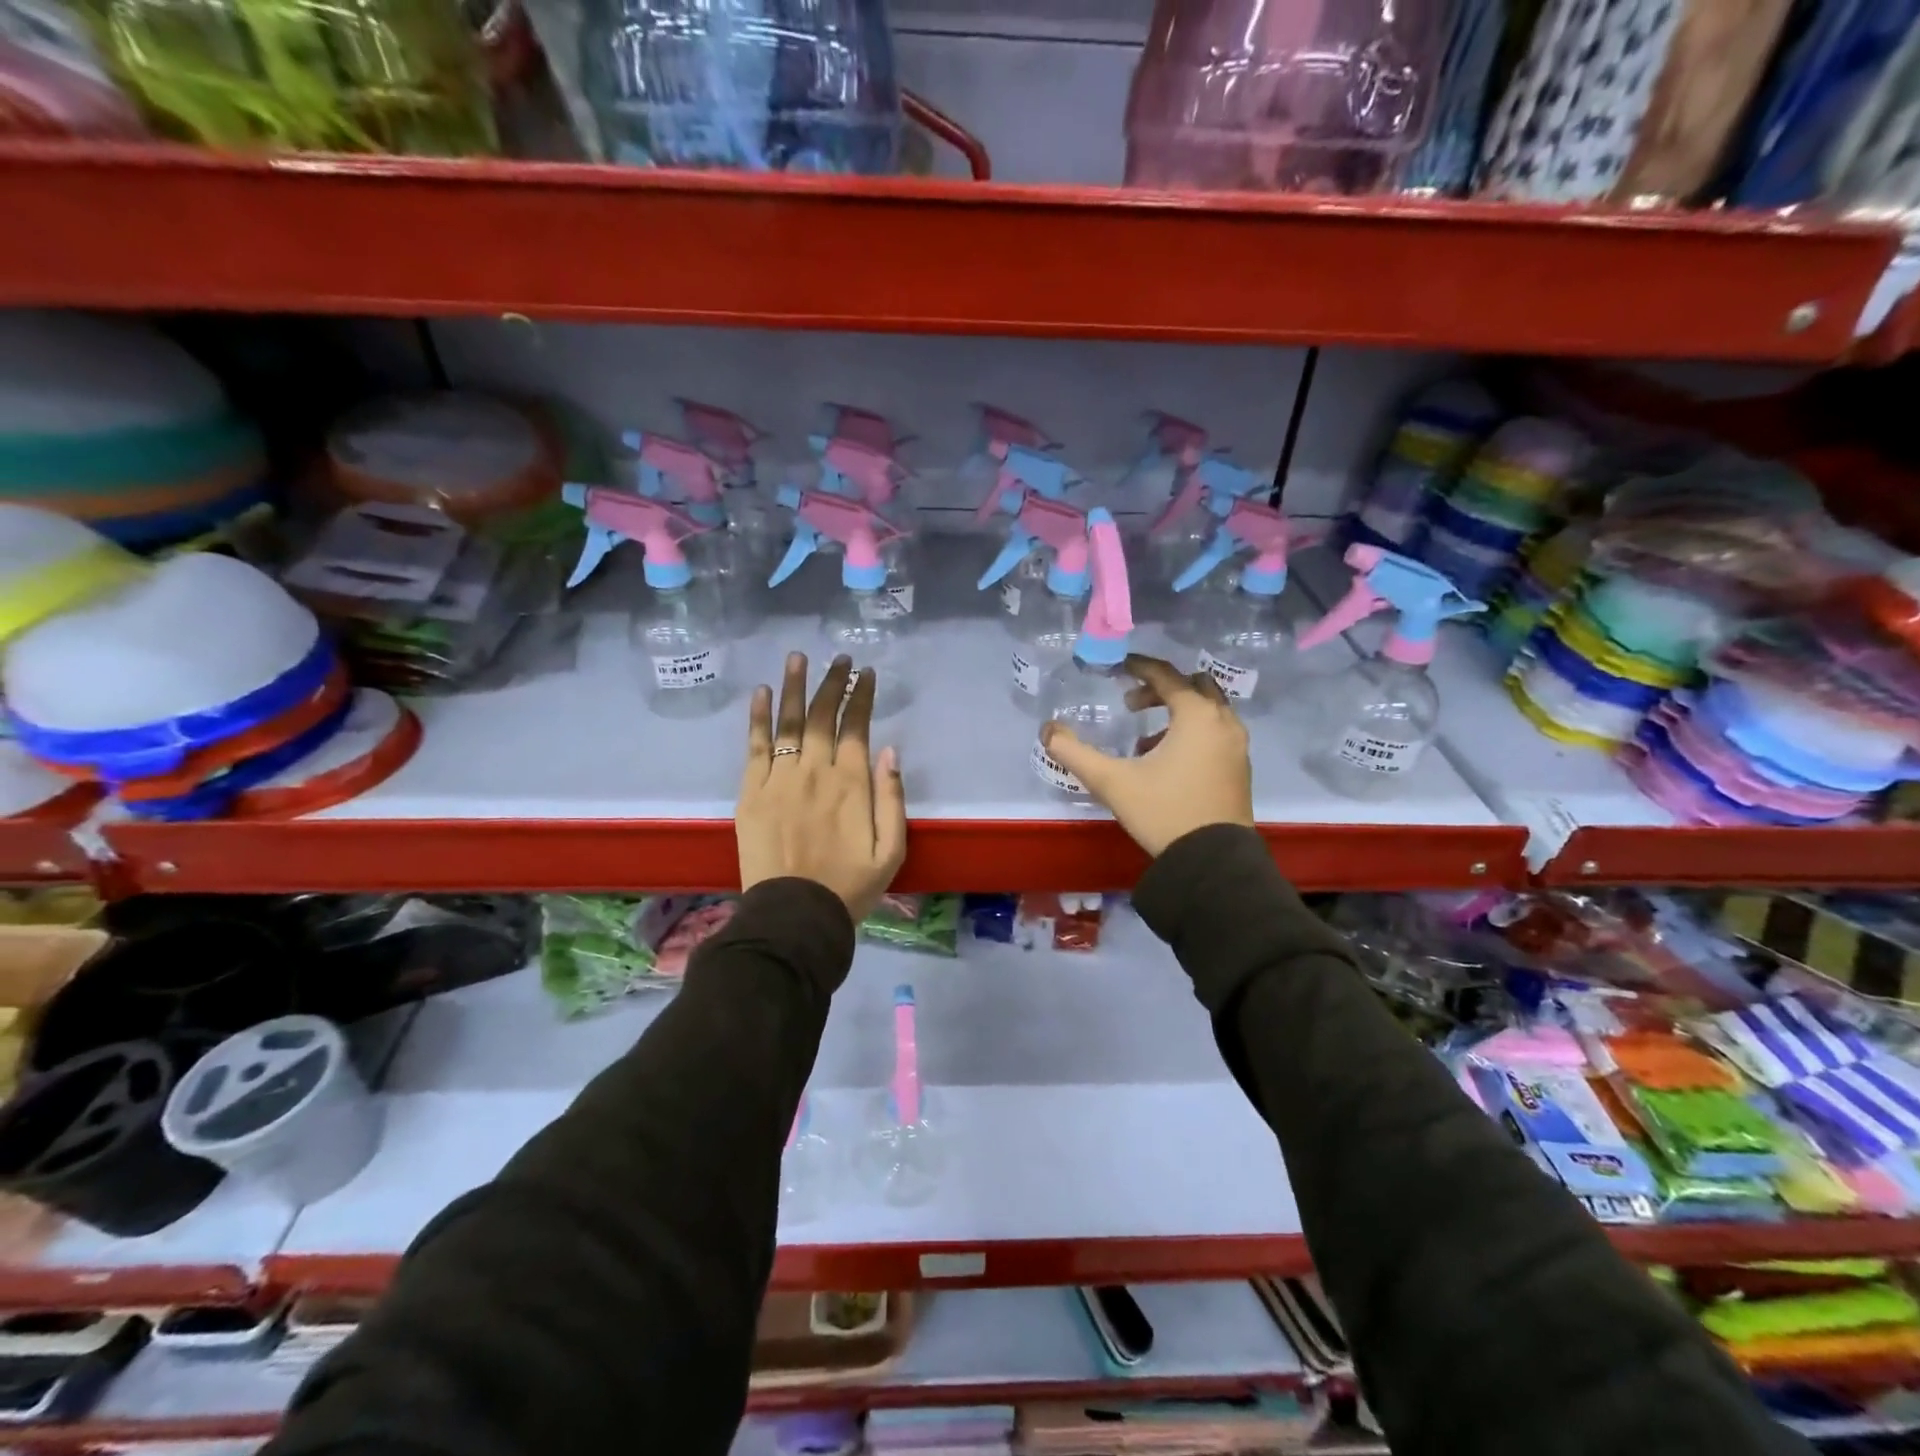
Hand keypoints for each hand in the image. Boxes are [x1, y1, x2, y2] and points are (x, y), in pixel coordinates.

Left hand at [738, 653, 907, 921]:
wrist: (794, 915)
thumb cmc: (850, 886)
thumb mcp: (891, 850)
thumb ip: (892, 798)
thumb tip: (890, 750)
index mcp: (852, 784)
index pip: (857, 726)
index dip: (862, 696)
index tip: (866, 674)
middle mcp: (815, 771)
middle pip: (822, 716)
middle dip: (832, 682)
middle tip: (838, 659)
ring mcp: (779, 778)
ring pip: (788, 722)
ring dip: (794, 686)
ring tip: (797, 657)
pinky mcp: (751, 792)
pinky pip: (755, 746)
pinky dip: (758, 717)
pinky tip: (761, 692)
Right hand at [1040, 654, 1252, 856]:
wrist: (1213, 862)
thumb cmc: (1163, 812)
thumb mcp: (1111, 782)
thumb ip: (1074, 752)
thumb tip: (1047, 730)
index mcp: (1196, 715)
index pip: (1166, 675)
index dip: (1139, 667)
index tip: (1118, 667)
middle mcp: (1224, 722)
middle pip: (1193, 687)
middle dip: (1161, 689)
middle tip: (1131, 705)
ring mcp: (1237, 746)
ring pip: (1208, 711)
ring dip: (1177, 713)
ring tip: (1144, 739)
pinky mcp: (1240, 768)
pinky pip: (1216, 733)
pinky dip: (1193, 733)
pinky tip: (1166, 763)